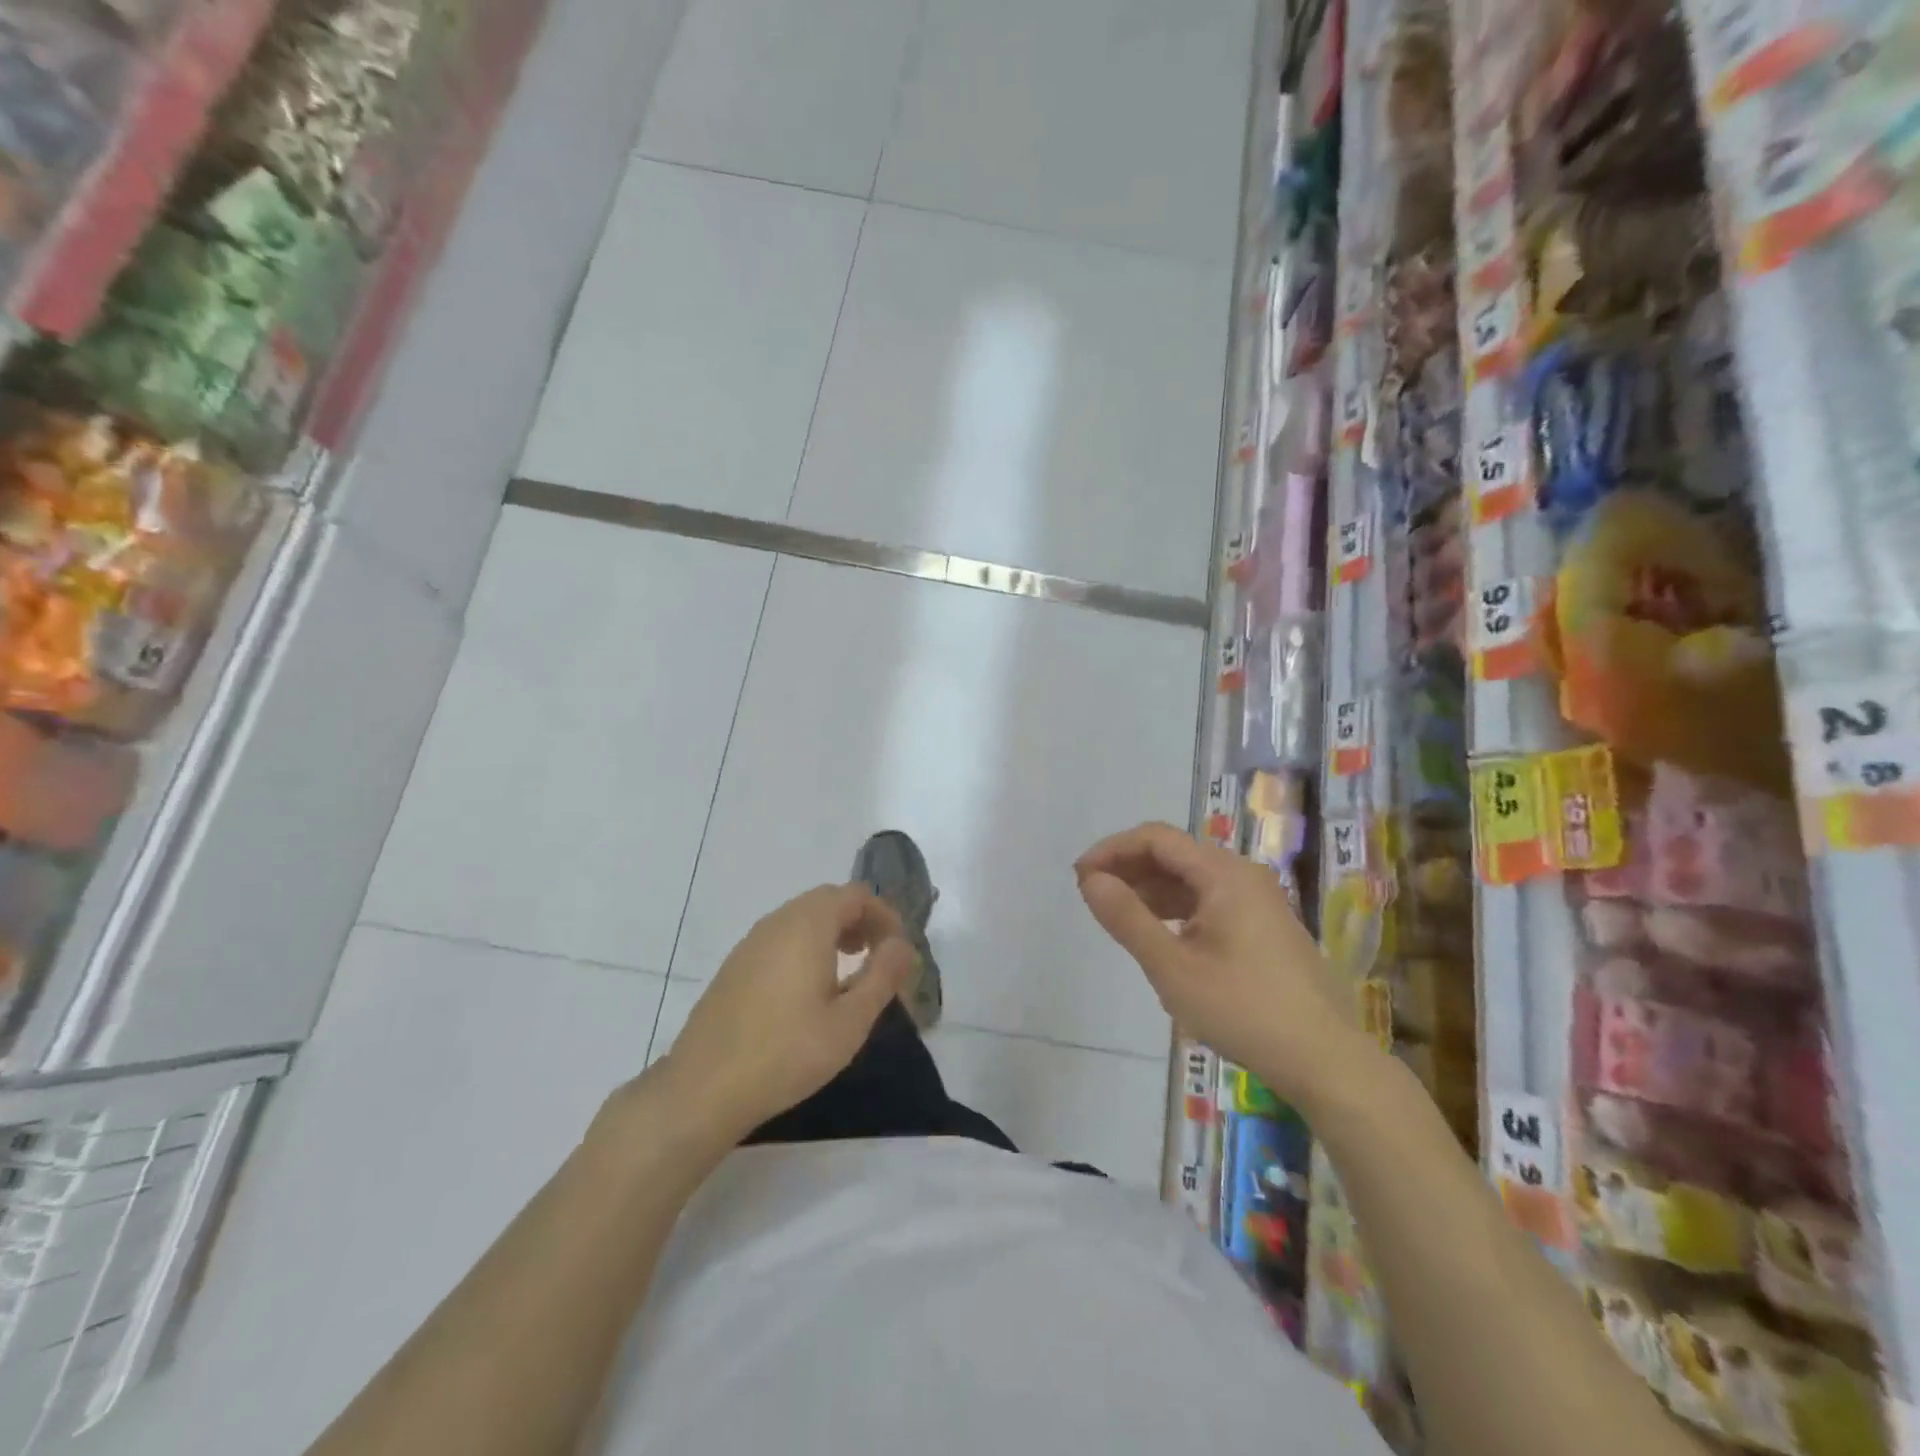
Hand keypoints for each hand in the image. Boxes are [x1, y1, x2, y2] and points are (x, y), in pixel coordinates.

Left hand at [655, 884, 915, 1144]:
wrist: (704, 1088)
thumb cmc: (787, 1052)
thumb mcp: (850, 1022)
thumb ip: (882, 976)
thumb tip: (903, 944)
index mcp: (808, 925)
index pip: (855, 894)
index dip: (883, 915)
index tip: (897, 950)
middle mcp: (777, 921)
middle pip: (827, 900)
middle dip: (859, 920)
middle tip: (877, 956)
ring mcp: (751, 942)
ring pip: (802, 918)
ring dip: (832, 933)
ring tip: (849, 971)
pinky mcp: (735, 966)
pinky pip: (780, 938)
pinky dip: (806, 946)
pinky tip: (809, 990)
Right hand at [1076, 822, 1380, 1113]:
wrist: (1326, 1060)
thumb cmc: (1244, 1009)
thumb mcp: (1172, 968)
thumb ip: (1127, 919)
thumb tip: (1091, 880)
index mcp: (1224, 874)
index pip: (1156, 839)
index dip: (1112, 850)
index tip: (1080, 877)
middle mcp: (1242, 875)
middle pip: (1174, 854)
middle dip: (1129, 868)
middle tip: (1092, 896)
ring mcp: (1257, 900)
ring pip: (1191, 879)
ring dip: (1150, 889)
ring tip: (1116, 914)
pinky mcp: (1263, 926)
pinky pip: (1208, 900)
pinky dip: (1175, 908)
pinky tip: (1157, 933)